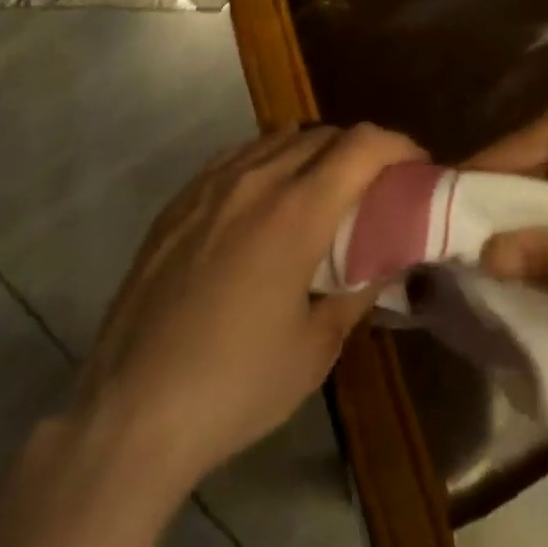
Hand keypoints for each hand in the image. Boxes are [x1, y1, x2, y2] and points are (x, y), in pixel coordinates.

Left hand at [83, 122, 425, 483]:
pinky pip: (239, 155)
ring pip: (280, 138)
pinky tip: (266, 195)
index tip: (417, 166)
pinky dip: (269, 160)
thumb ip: (358, 292)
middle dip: (360, 151)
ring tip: (321, 190)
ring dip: (314, 152)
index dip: (398, 145)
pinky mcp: (181, 198)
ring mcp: (213, 183)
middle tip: (373, 187)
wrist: (130, 411)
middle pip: (325, 135)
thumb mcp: (315, 349)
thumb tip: (386, 261)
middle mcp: (258, 178)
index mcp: (298, 210)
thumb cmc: (235, 384)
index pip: (363, 144)